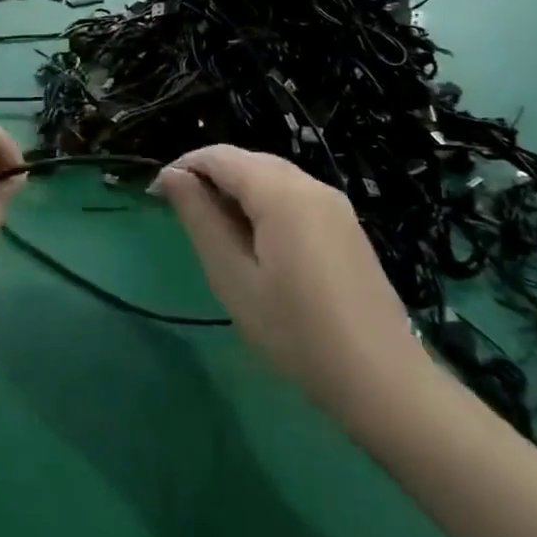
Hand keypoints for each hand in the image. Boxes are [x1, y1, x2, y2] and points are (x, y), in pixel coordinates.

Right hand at [154, 145, 430, 436]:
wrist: (381, 380)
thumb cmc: (294, 330)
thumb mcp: (232, 276)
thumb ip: (200, 218)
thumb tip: (172, 175)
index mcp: (281, 192)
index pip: (219, 156)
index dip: (182, 166)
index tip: (155, 196)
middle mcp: (311, 184)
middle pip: (247, 161)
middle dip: (208, 177)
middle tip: (180, 217)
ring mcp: (334, 204)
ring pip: (270, 177)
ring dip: (234, 191)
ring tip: (212, 232)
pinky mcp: (345, 225)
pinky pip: (293, 196)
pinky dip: (262, 204)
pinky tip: (254, 243)